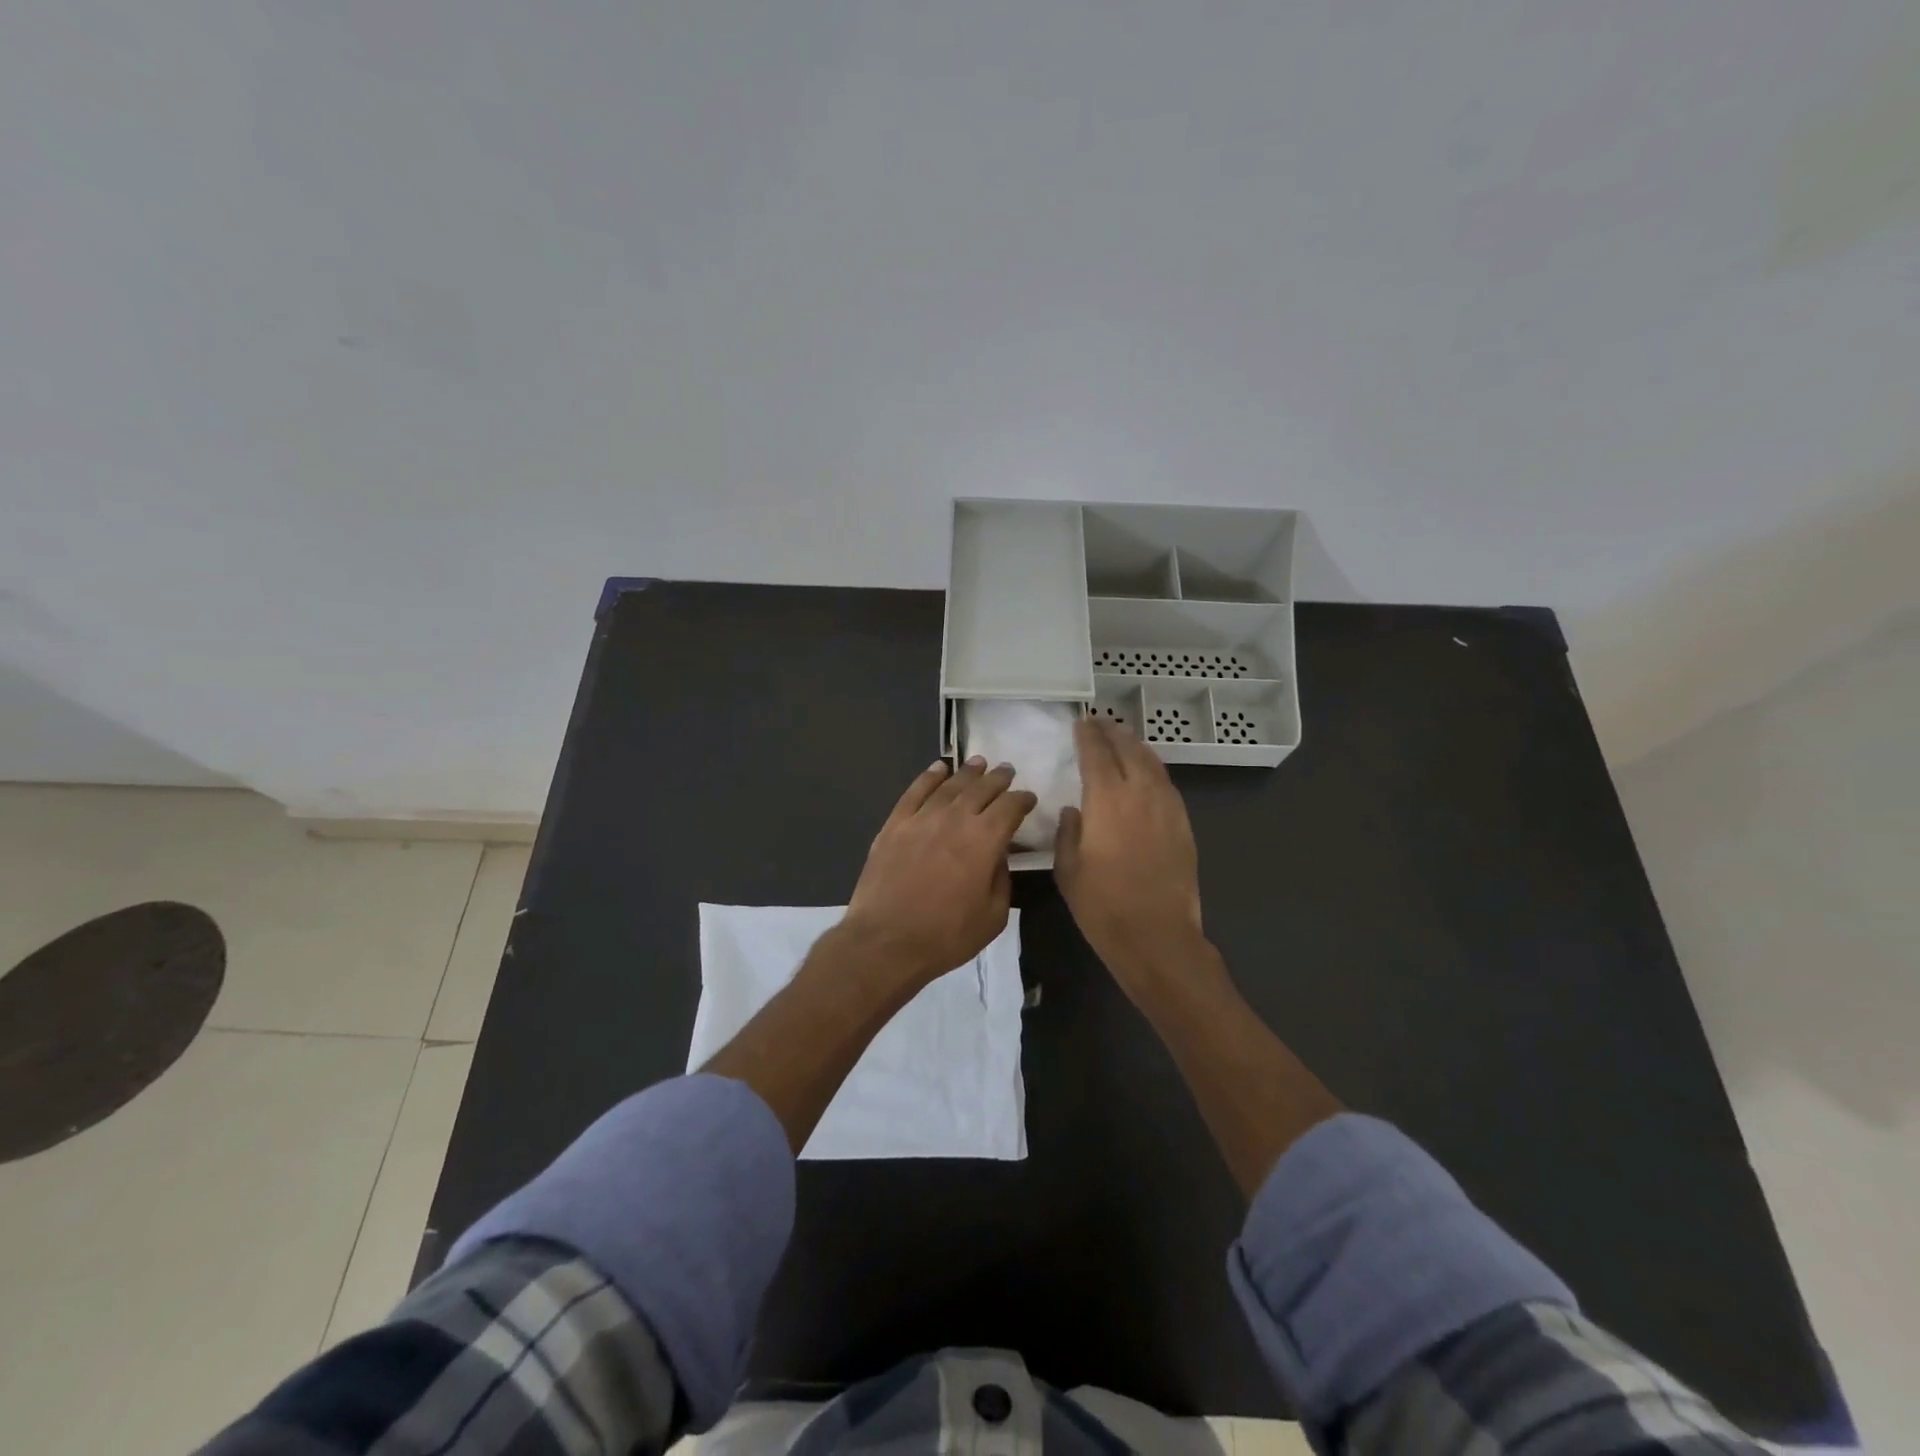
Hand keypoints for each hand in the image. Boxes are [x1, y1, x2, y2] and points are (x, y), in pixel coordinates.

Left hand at [842, 756, 1037, 989]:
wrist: (885, 942)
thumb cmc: (945, 936)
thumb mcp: (992, 917)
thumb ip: (1001, 879)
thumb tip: (998, 857)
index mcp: (984, 841)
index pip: (1010, 808)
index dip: (1022, 799)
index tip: (1028, 798)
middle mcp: (955, 819)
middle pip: (981, 789)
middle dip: (998, 778)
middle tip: (1006, 770)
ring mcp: (921, 818)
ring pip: (950, 785)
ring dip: (968, 772)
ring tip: (978, 762)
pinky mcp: (894, 824)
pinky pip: (915, 792)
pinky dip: (929, 777)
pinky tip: (938, 768)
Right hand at [1055, 717, 1203, 979]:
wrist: (1157, 935)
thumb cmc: (1103, 906)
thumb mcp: (1068, 870)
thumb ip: (1069, 832)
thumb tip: (1074, 810)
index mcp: (1107, 800)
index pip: (1097, 753)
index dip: (1087, 735)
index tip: (1080, 722)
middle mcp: (1140, 793)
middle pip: (1128, 749)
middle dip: (1112, 732)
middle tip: (1099, 722)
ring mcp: (1167, 806)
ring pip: (1152, 762)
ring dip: (1135, 745)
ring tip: (1122, 739)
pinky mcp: (1183, 823)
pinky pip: (1166, 783)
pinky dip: (1152, 768)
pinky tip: (1145, 772)